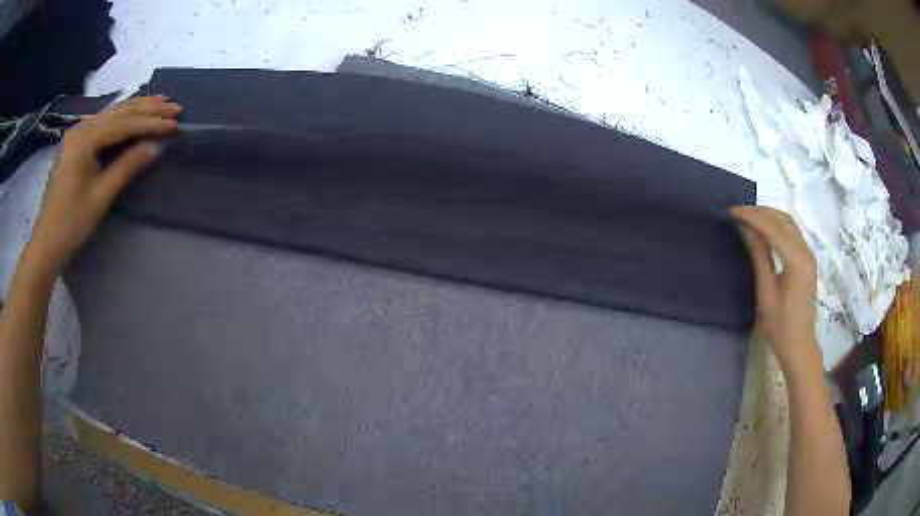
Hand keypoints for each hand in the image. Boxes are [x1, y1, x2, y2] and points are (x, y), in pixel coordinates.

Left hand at [29, 96, 180, 271]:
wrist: (47, 242)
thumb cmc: (71, 223)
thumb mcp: (101, 196)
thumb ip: (127, 166)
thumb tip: (156, 146)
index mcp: (84, 139)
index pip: (123, 124)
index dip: (150, 123)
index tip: (175, 124)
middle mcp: (81, 128)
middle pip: (118, 112)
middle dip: (147, 108)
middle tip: (175, 107)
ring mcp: (77, 134)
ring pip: (112, 114)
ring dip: (137, 108)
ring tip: (161, 103)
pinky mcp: (76, 143)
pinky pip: (104, 123)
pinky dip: (123, 118)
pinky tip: (135, 113)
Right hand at [731, 206, 819, 366]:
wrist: (799, 345)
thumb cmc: (780, 326)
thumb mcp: (766, 292)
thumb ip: (759, 257)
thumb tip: (746, 230)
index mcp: (796, 261)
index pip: (773, 228)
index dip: (751, 217)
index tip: (732, 211)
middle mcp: (805, 251)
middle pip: (783, 219)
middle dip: (760, 211)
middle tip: (738, 212)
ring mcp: (808, 254)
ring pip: (788, 223)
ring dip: (768, 215)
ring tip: (748, 217)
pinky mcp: (807, 259)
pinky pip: (792, 232)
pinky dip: (776, 225)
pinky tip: (764, 229)